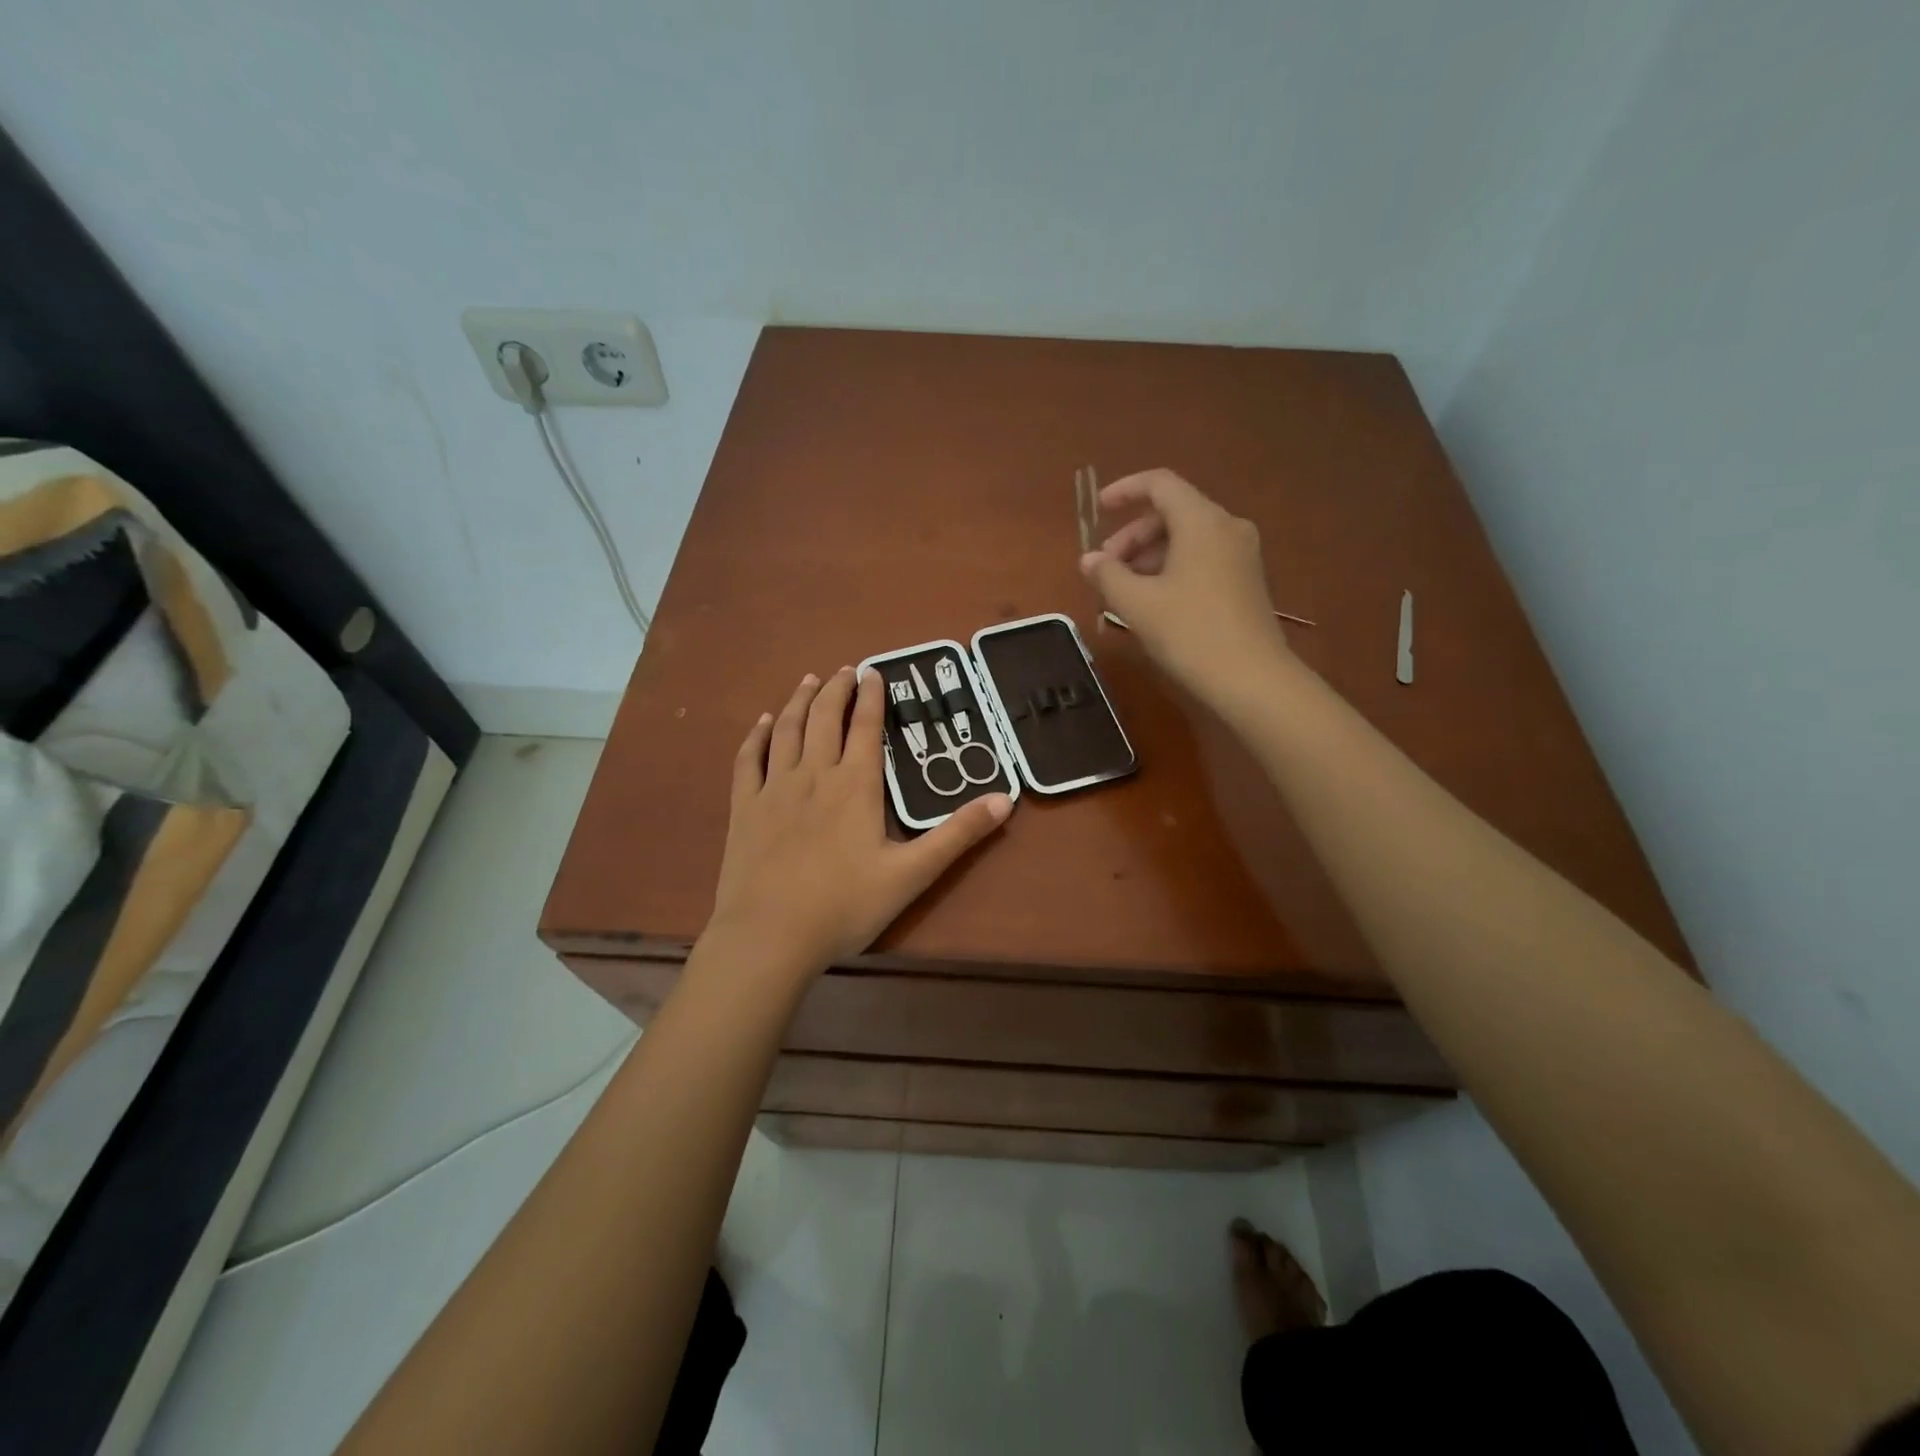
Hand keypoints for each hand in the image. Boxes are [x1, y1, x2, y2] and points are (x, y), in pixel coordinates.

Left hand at [705, 666, 1012, 979]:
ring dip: (799, 701)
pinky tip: (761, 723)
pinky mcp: (744, 808)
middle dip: (837, 689)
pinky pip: (749, 759)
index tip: (874, 672)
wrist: (769, 936)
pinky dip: (756, 735)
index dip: (871, 696)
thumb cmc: (844, 906)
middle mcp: (814, 774)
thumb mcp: (912, 874)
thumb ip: (957, 834)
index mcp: (855, 785)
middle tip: (846, 670)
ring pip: (786, 730)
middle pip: (824, 718)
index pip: (865, 726)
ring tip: (810, 681)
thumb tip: (1004, 799)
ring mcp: (774, 789)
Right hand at [1079, 469, 1293, 709]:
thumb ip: (1108, 575)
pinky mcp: (1246, 581)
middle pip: (1172, 513)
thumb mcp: (1138, 604)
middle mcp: (1227, 528)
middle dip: (1133, 535)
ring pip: (1186, 538)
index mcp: (1202, 521)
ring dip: (1150, 555)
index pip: (1160, 484)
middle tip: (1106, 568)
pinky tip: (1154, 601)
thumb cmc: (1191, 633)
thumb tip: (1089, 560)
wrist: (1252, 680)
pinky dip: (1172, 568)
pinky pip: (1202, 559)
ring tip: (1124, 590)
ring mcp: (1241, 555)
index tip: (1098, 510)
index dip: (1125, 490)